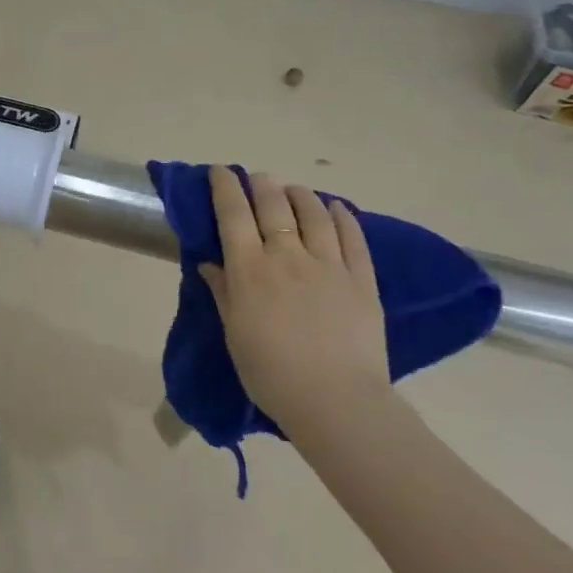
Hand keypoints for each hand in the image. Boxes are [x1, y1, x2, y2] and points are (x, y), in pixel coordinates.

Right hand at [200, 167, 391, 438]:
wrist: (335, 401)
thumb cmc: (271, 373)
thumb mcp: (234, 334)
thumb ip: (224, 293)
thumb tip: (211, 263)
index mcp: (249, 270)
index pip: (232, 215)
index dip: (224, 187)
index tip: (219, 171)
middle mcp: (287, 257)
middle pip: (273, 206)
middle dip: (261, 184)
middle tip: (256, 177)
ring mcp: (328, 265)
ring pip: (313, 214)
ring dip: (299, 195)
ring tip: (293, 190)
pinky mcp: (361, 280)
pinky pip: (352, 238)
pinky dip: (343, 217)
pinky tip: (336, 208)